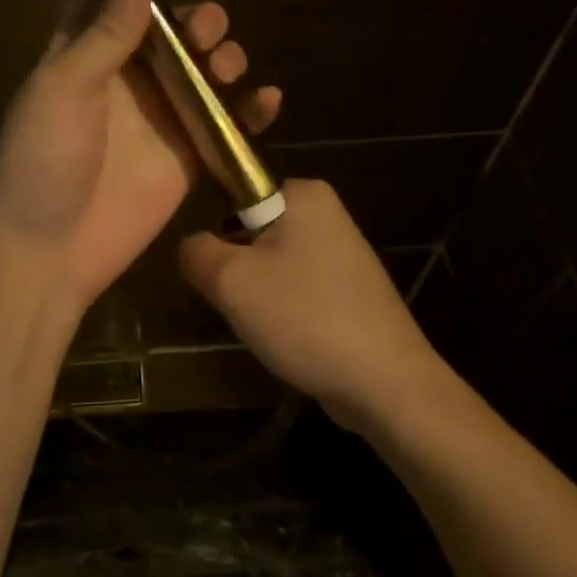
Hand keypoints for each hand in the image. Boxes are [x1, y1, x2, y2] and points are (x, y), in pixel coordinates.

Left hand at [0, 0, 281, 313]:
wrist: (47, 254)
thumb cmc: (43, 161)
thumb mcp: (66, 86)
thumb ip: (105, 30)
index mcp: (81, 54)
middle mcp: (123, 81)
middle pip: (168, 32)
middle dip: (193, 20)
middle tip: (202, 31)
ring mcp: (158, 119)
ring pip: (201, 72)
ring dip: (223, 57)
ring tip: (226, 66)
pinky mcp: (186, 158)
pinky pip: (225, 125)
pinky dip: (250, 111)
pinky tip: (267, 100)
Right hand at [179, 179, 444, 430]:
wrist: (384, 383)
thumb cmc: (304, 317)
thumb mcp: (230, 280)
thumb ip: (195, 252)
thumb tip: (191, 247)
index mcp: (304, 193)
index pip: (235, 195)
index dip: (218, 234)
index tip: (221, 273)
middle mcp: (327, 212)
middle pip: (251, 232)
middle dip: (238, 268)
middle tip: (240, 302)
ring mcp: (343, 253)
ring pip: (271, 265)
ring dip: (258, 294)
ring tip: (266, 325)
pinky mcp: (350, 289)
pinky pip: (297, 289)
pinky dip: (285, 311)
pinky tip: (289, 338)